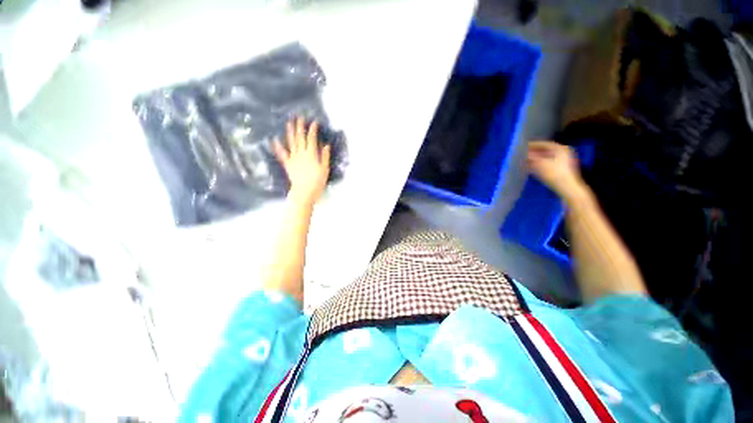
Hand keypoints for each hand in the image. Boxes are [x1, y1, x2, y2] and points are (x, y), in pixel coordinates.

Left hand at [273, 117, 331, 205]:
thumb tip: (326, 145)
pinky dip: (278, 147)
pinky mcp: (288, 164)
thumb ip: (325, 157)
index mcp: (311, 155)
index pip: (312, 139)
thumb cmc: (317, 182)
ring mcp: (293, 158)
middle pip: (300, 138)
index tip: (314, 122)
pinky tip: (274, 139)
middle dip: (300, 127)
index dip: (313, 130)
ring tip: (288, 122)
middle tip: (299, 117)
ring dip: (290, 132)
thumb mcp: (325, 169)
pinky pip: (282, 154)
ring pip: (291, 142)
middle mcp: (301, 154)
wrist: (304, 192)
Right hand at [526, 140, 586, 201]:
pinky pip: (549, 163)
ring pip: (547, 157)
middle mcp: (564, 152)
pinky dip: (540, 164)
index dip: (532, 145)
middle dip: (534, 152)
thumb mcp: (540, 164)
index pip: (544, 144)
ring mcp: (564, 161)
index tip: (522, 146)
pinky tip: (532, 167)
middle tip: (523, 154)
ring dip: (536, 159)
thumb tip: (523, 153)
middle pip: (546, 150)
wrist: (568, 188)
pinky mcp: (562, 169)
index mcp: (561, 148)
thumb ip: (531, 157)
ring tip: (525, 161)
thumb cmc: (555, 174)